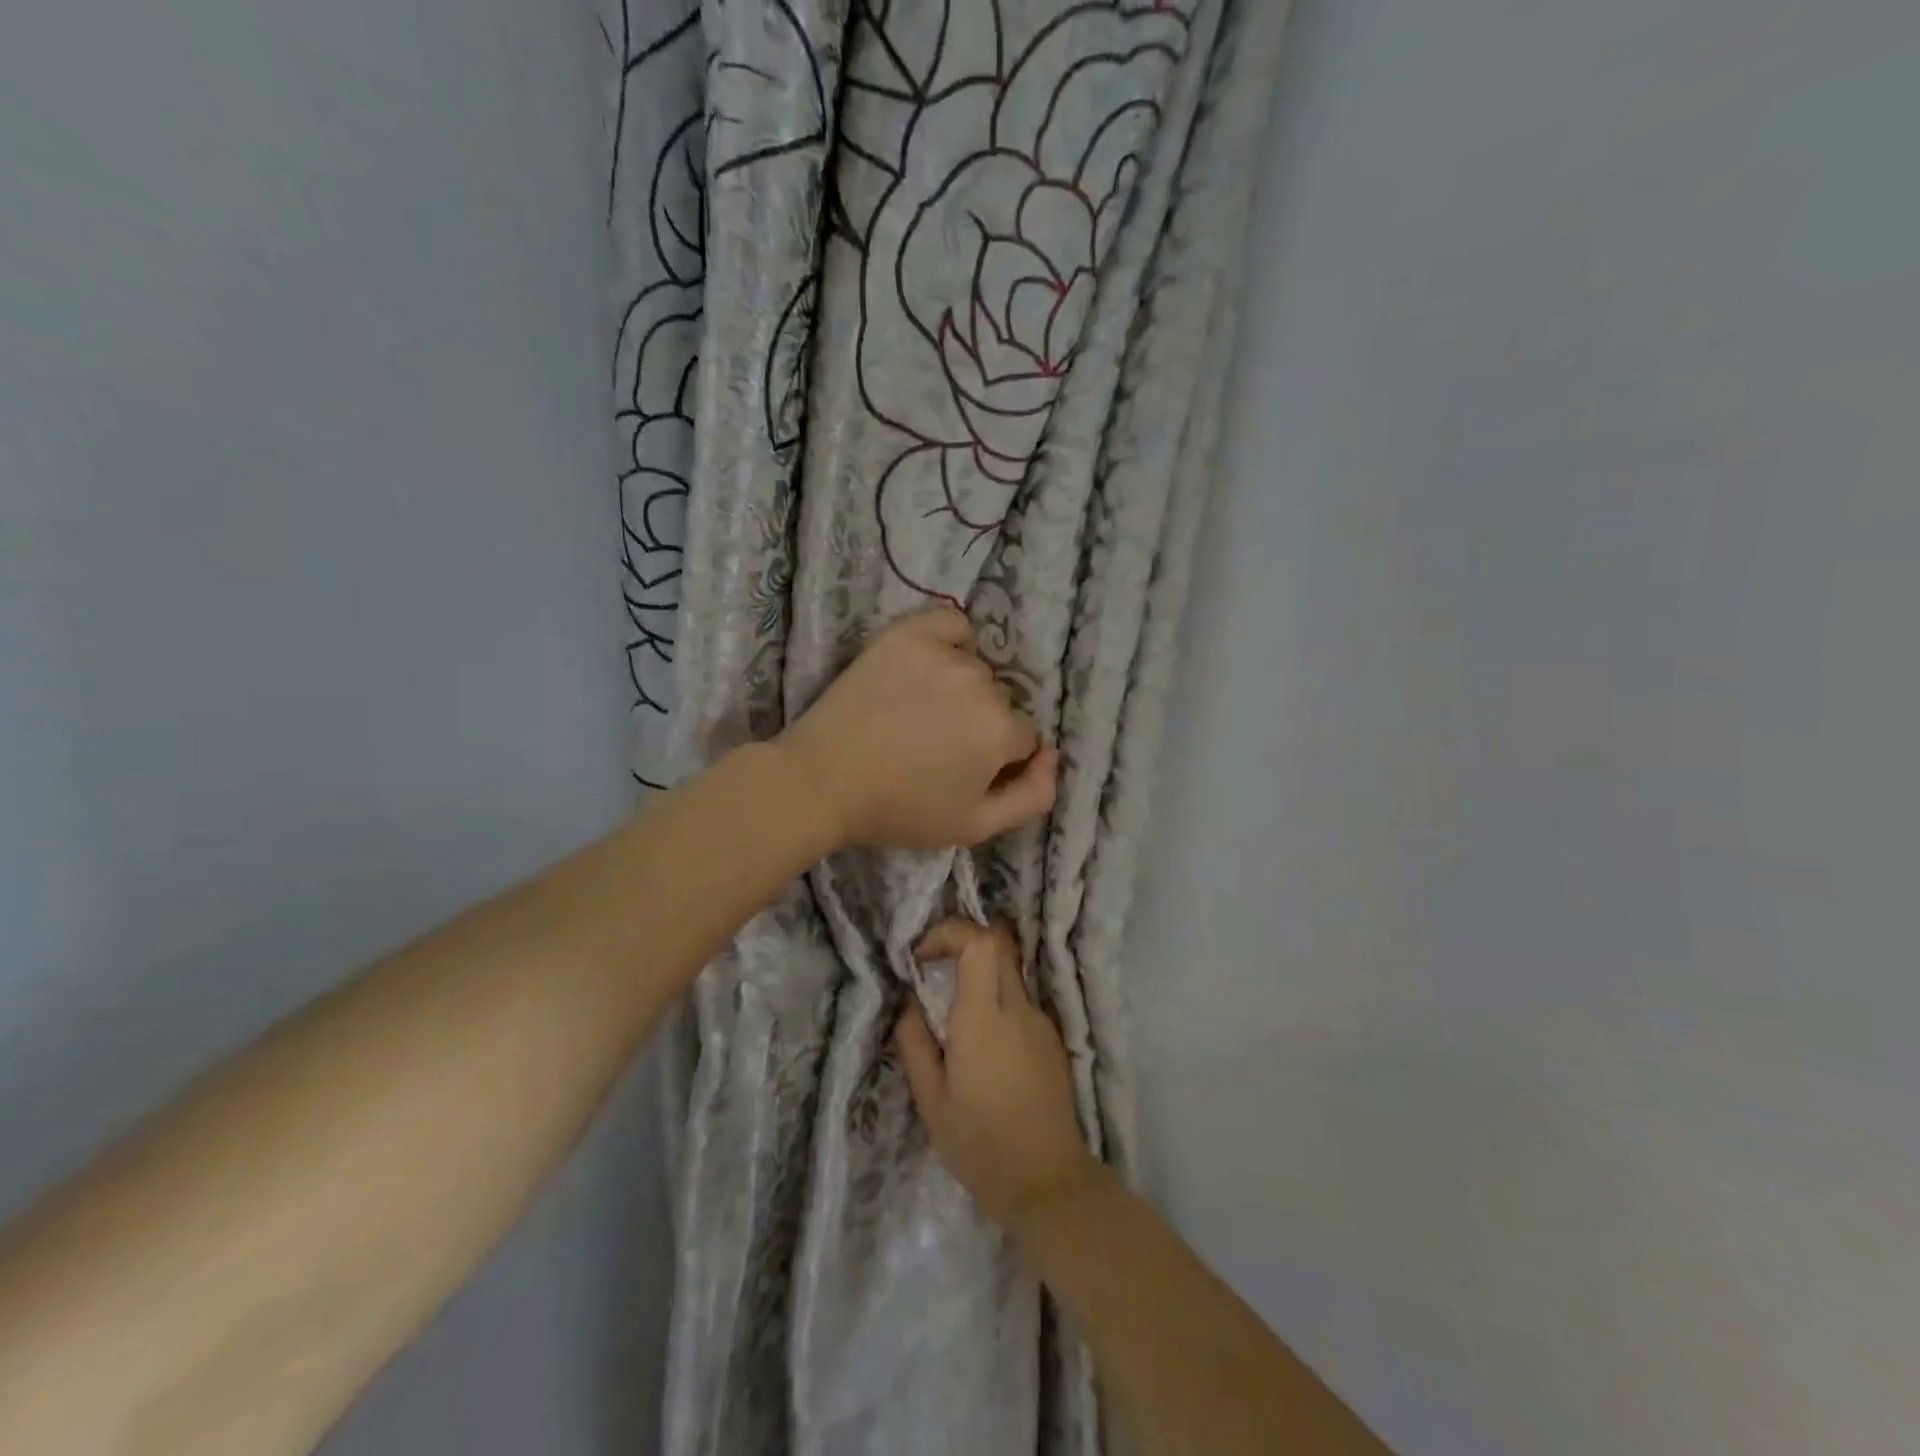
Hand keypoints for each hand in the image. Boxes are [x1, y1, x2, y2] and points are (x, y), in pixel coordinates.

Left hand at [778, 607, 1057, 850]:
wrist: (822, 781)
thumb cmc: (899, 810)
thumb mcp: (975, 827)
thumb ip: (1034, 796)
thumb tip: (1053, 755)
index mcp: (1001, 730)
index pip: (1024, 738)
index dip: (998, 760)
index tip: (963, 772)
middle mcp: (981, 683)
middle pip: (1001, 702)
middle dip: (981, 725)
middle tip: (935, 747)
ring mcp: (943, 653)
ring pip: (976, 669)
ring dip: (962, 689)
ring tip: (920, 713)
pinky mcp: (907, 634)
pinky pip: (951, 623)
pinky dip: (950, 640)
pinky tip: (930, 664)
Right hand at [895, 920, 1100, 1230]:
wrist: (1047, 1184)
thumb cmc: (979, 1145)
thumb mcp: (931, 1100)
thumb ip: (914, 1043)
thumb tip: (907, 1003)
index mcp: (984, 1019)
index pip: (981, 942)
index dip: (950, 933)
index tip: (921, 957)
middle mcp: (1018, 1009)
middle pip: (1000, 944)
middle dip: (964, 941)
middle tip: (935, 967)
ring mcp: (1041, 1022)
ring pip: (1011, 970)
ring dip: (981, 972)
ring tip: (953, 1011)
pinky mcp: (1052, 1038)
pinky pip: (1021, 999)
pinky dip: (997, 998)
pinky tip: (982, 1040)